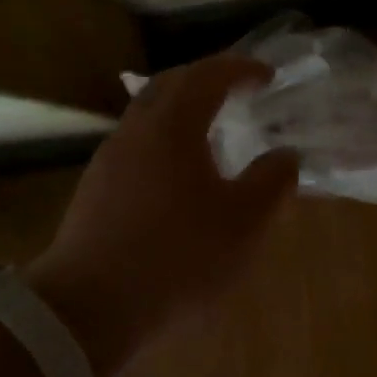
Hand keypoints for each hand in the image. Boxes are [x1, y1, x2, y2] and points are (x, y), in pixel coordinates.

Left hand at [30, 56, 297, 360]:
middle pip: (169, 86)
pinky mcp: (95, 193)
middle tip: (237, 89)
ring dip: (183, 112)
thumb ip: (272, 181)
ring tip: (214, 132)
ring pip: (148, 117)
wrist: (91, 307)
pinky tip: (183, 177)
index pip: (207, 76)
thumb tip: (285, 155)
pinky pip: (137, 148)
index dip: (240, 69)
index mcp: (172, 127)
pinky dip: (166, 143)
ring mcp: (108, 162)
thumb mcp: (245, 221)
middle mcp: (135, 132)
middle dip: (206, 79)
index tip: (268, 75)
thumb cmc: (180, 255)